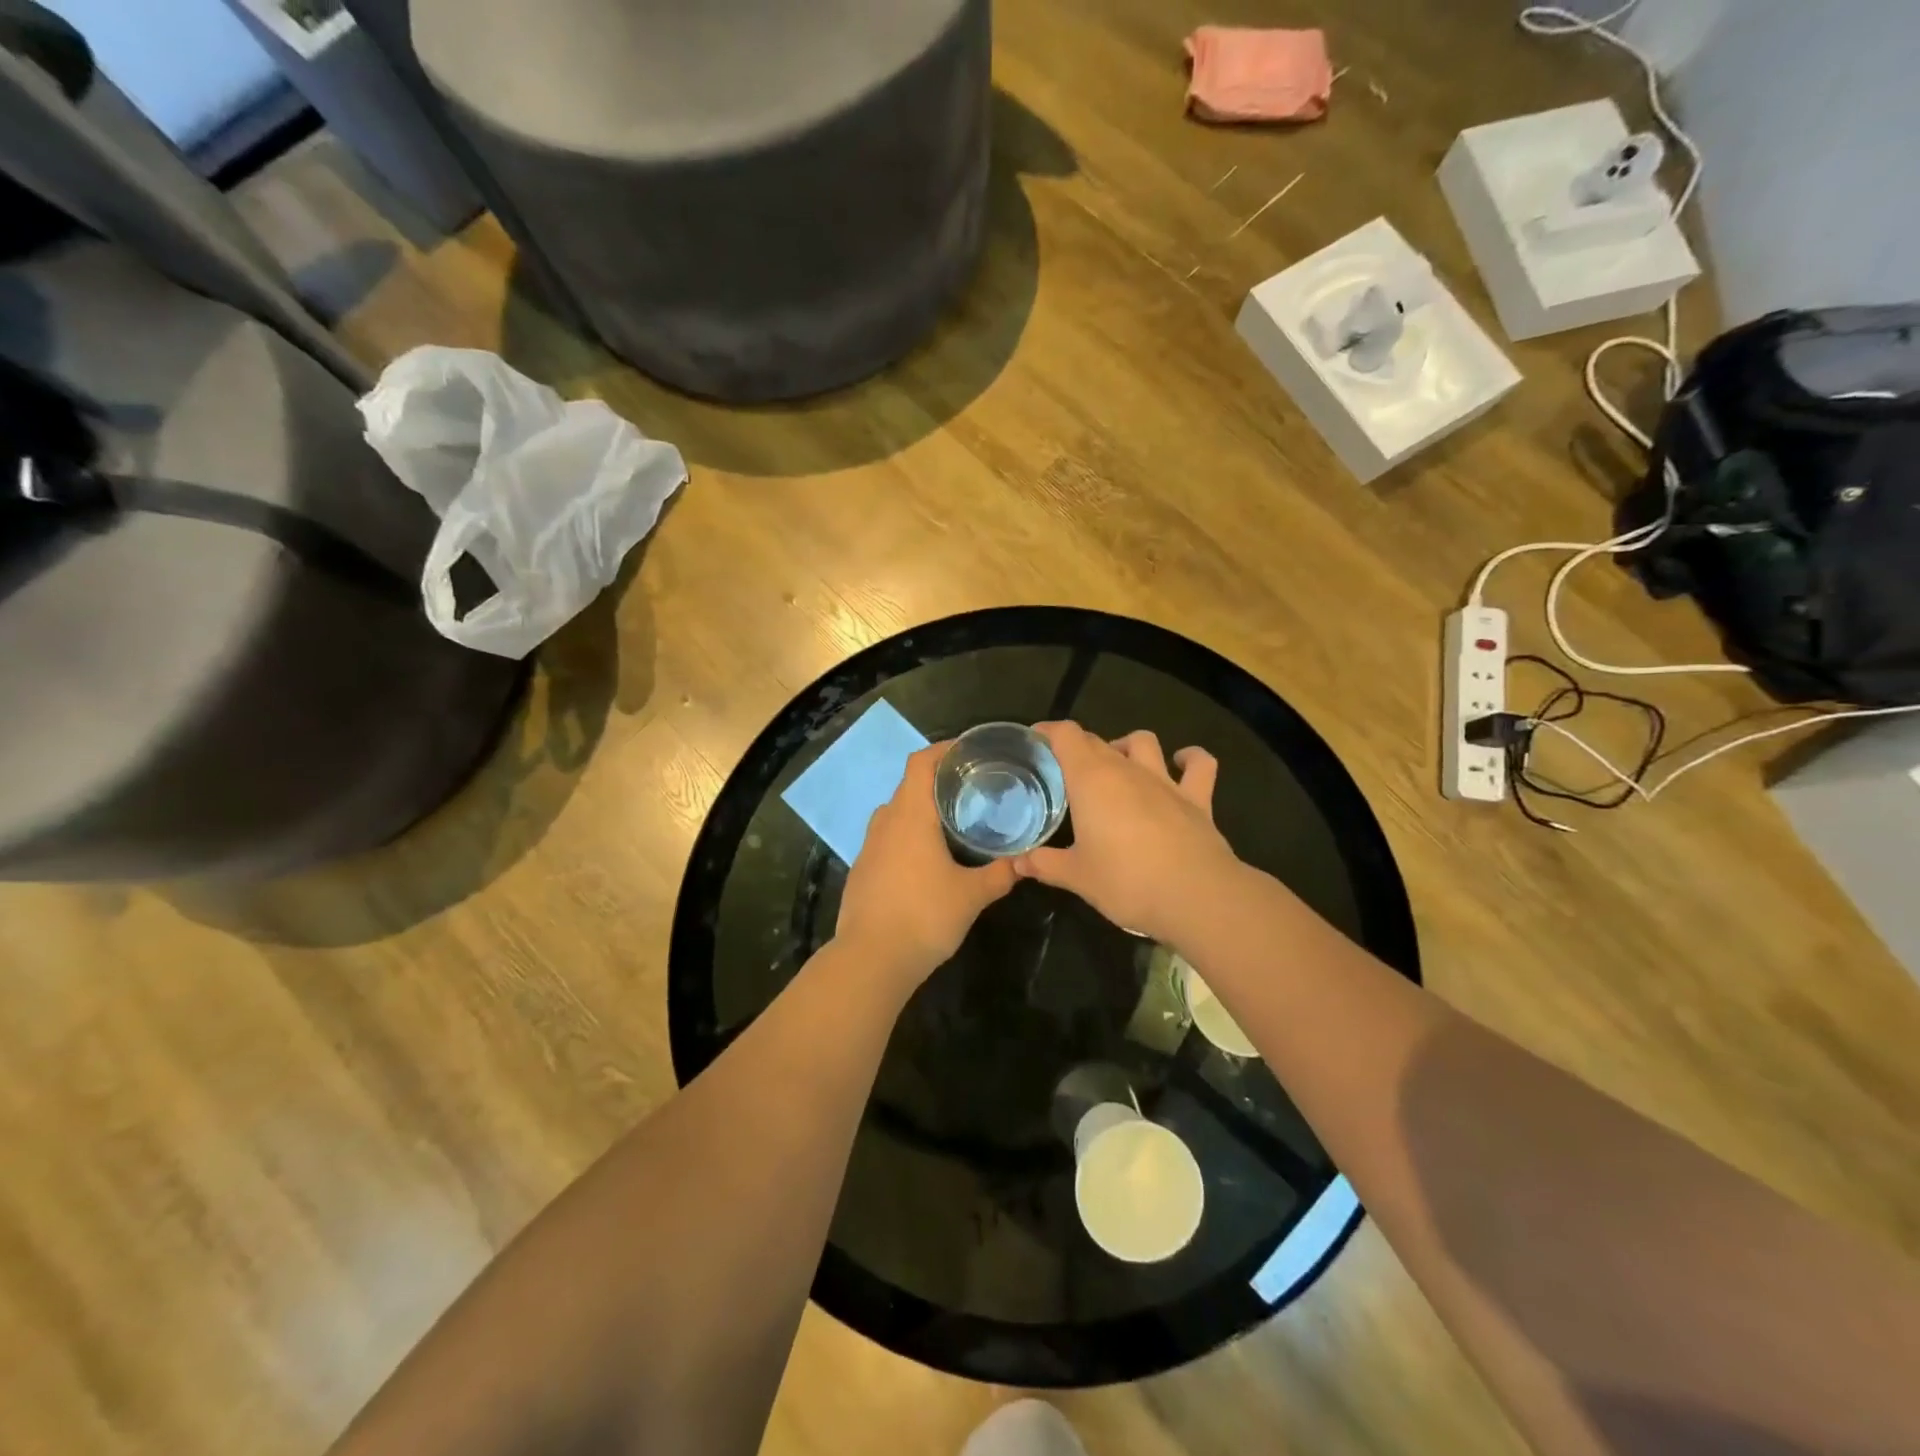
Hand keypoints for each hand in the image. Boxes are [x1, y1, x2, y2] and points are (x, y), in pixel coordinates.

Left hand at [835, 744, 1018, 988]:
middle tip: (973, 789)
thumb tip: (1025, 862)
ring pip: (897, 812)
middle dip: (939, 782)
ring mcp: (869, 845)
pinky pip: (888, 837)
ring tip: (953, 821)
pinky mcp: (862, 869)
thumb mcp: (971, 896)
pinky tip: (928, 857)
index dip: (944, 750)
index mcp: (910, 815)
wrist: (870, 959)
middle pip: (909, 785)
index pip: (921, 762)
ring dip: (921, 810)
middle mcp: (886, 821)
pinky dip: (908, 835)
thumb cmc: (923, 916)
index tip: (970, 751)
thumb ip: (1000, 874)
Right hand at [1012, 722, 1237, 945]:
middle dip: (1077, 748)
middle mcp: (1127, 770)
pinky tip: (1181, 762)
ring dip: (1126, 746)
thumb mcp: (1076, 877)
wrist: (1196, 896)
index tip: (1034, 741)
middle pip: (1097, 740)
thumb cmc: (1126, 882)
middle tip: (1063, 771)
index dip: (1048, 732)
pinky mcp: (1197, 798)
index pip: (1066, 736)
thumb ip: (1044, 865)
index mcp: (1091, 780)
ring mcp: (1165, 781)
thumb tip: (1018, 863)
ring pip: (1143, 742)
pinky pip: (1198, 765)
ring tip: (1116, 764)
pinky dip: (1189, 759)